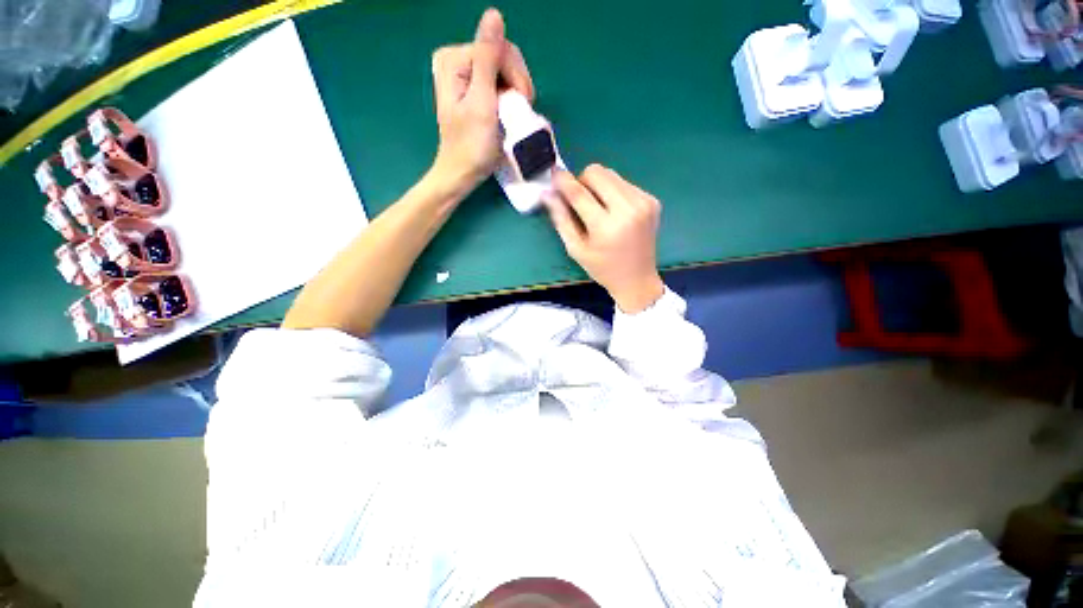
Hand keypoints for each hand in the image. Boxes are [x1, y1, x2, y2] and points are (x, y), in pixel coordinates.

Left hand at [430, 8, 533, 194]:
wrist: (462, 173)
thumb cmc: (472, 145)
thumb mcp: (481, 102)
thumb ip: (487, 58)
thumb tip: (494, 14)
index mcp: (455, 59)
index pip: (500, 49)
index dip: (516, 78)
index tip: (520, 106)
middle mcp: (457, 60)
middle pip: (503, 56)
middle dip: (516, 85)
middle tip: (516, 113)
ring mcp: (465, 75)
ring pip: (505, 71)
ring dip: (515, 94)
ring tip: (511, 117)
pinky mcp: (473, 89)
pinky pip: (500, 82)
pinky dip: (508, 99)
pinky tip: (506, 114)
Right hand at [547, 165, 665, 313]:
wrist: (637, 279)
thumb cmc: (602, 268)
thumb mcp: (576, 249)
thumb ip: (561, 219)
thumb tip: (547, 193)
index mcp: (606, 227)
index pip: (579, 192)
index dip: (563, 181)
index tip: (554, 174)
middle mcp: (628, 209)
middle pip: (597, 172)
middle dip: (582, 181)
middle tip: (580, 200)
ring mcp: (644, 202)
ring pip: (611, 174)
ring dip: (599, 186)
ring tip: (598, 208)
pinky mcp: (652, 200)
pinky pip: (625, 183)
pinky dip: (614, 192)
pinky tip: (614, 212)